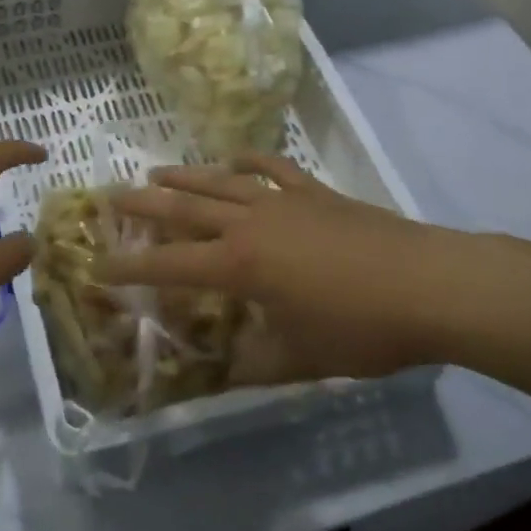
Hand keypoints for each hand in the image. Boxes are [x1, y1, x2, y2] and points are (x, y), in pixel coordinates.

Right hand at [101, 153, 446, 377]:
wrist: (431, 285)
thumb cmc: (362, 327)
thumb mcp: (302, 357)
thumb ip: (257, 363)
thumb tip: (226, 371)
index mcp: (239, 266)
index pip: (170, 265)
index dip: (131, 267)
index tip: (98, 266)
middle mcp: (250, 225)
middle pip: (185, 208)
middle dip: (143, 204)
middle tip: (110, 195)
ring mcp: (283, 202)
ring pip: (221, 182)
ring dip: (185, 176)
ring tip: (155, 172)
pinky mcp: (316, 193)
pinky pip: (274, 168)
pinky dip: (250, 160)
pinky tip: (235, 158)